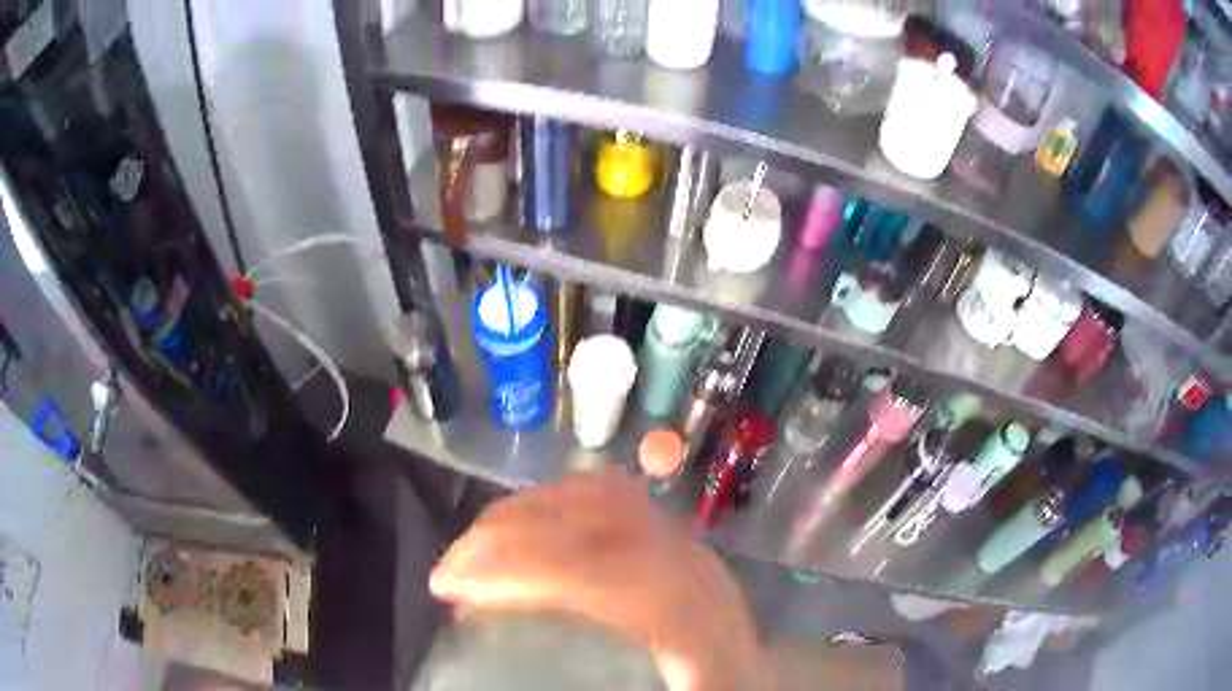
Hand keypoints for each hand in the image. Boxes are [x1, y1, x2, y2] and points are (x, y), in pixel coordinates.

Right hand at [430, 470, 760, 690]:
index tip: (454, 592)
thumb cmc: (712, 687)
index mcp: (690, 619)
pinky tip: (520, 525)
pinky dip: (551, 501)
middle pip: (589, 524)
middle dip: (501, 539)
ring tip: (471, 547)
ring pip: (594, 499)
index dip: (518, 572)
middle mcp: (688, 564)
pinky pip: (607, 496)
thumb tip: (506, 670)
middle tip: (446, 574)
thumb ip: (590, 682)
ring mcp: (681, 539)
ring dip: (521, 514)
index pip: (600, 575)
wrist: (761, 674)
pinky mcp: (671, 532)